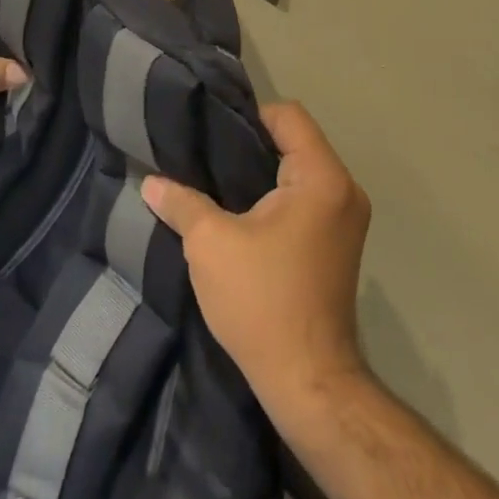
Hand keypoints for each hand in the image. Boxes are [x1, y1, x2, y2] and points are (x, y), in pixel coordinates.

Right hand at [142, 101, 370, 416]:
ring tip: (215, 180)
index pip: (288, 115)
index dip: (246, 116)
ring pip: (299, 170)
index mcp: (322, 178)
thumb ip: (181, 202)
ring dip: (260, 173)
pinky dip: (275, 196)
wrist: (308, 382)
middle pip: (295, 140)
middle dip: (249, 145)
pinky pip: (305, 197)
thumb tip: (151, 182)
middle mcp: (344, 190)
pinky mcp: (339, 242)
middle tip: (204, 154)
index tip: (209, 134)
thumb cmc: (262, 301)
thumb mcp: (210, 244)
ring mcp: (347, 218)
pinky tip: (239, 211)